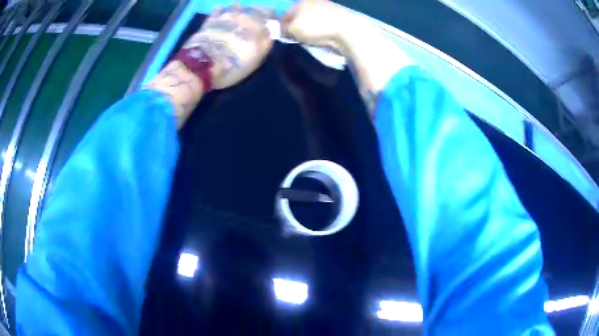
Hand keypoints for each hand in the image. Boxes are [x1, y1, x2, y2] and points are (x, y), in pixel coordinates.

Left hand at [183, 4, 274, 89]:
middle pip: (252, 8)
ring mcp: (223, 15)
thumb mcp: (257, 56)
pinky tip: (221, 18)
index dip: (271, 17)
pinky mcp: (208, 20)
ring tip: (237, 19)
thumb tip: (269, 30)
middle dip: (255, 14)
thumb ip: (266, 40)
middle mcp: (241, 14)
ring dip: (238, 11)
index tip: (271, 24)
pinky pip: (218, 10)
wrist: (202, 65)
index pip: (269, 12)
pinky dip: (221, 12)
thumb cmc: (233, 63)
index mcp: (256, 21)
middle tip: (254, 24)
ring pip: (236, 6)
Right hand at [281, 0, 350, 49]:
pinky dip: (322, 30)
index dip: (282, 26)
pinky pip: (325, 24)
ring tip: (311, 39)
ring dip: (310, 29)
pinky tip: (323, 37)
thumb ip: (283, 29)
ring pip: (313, 20)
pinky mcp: (339, 16)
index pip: (285, 13)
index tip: (284, 36)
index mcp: (301, 2)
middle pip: (300, 16)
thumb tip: (282, 30)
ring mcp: (328, 8)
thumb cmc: (315, 26)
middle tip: (298, 38)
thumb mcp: (292, 29)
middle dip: (298, 26)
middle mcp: (314, 2)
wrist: (348, 30)